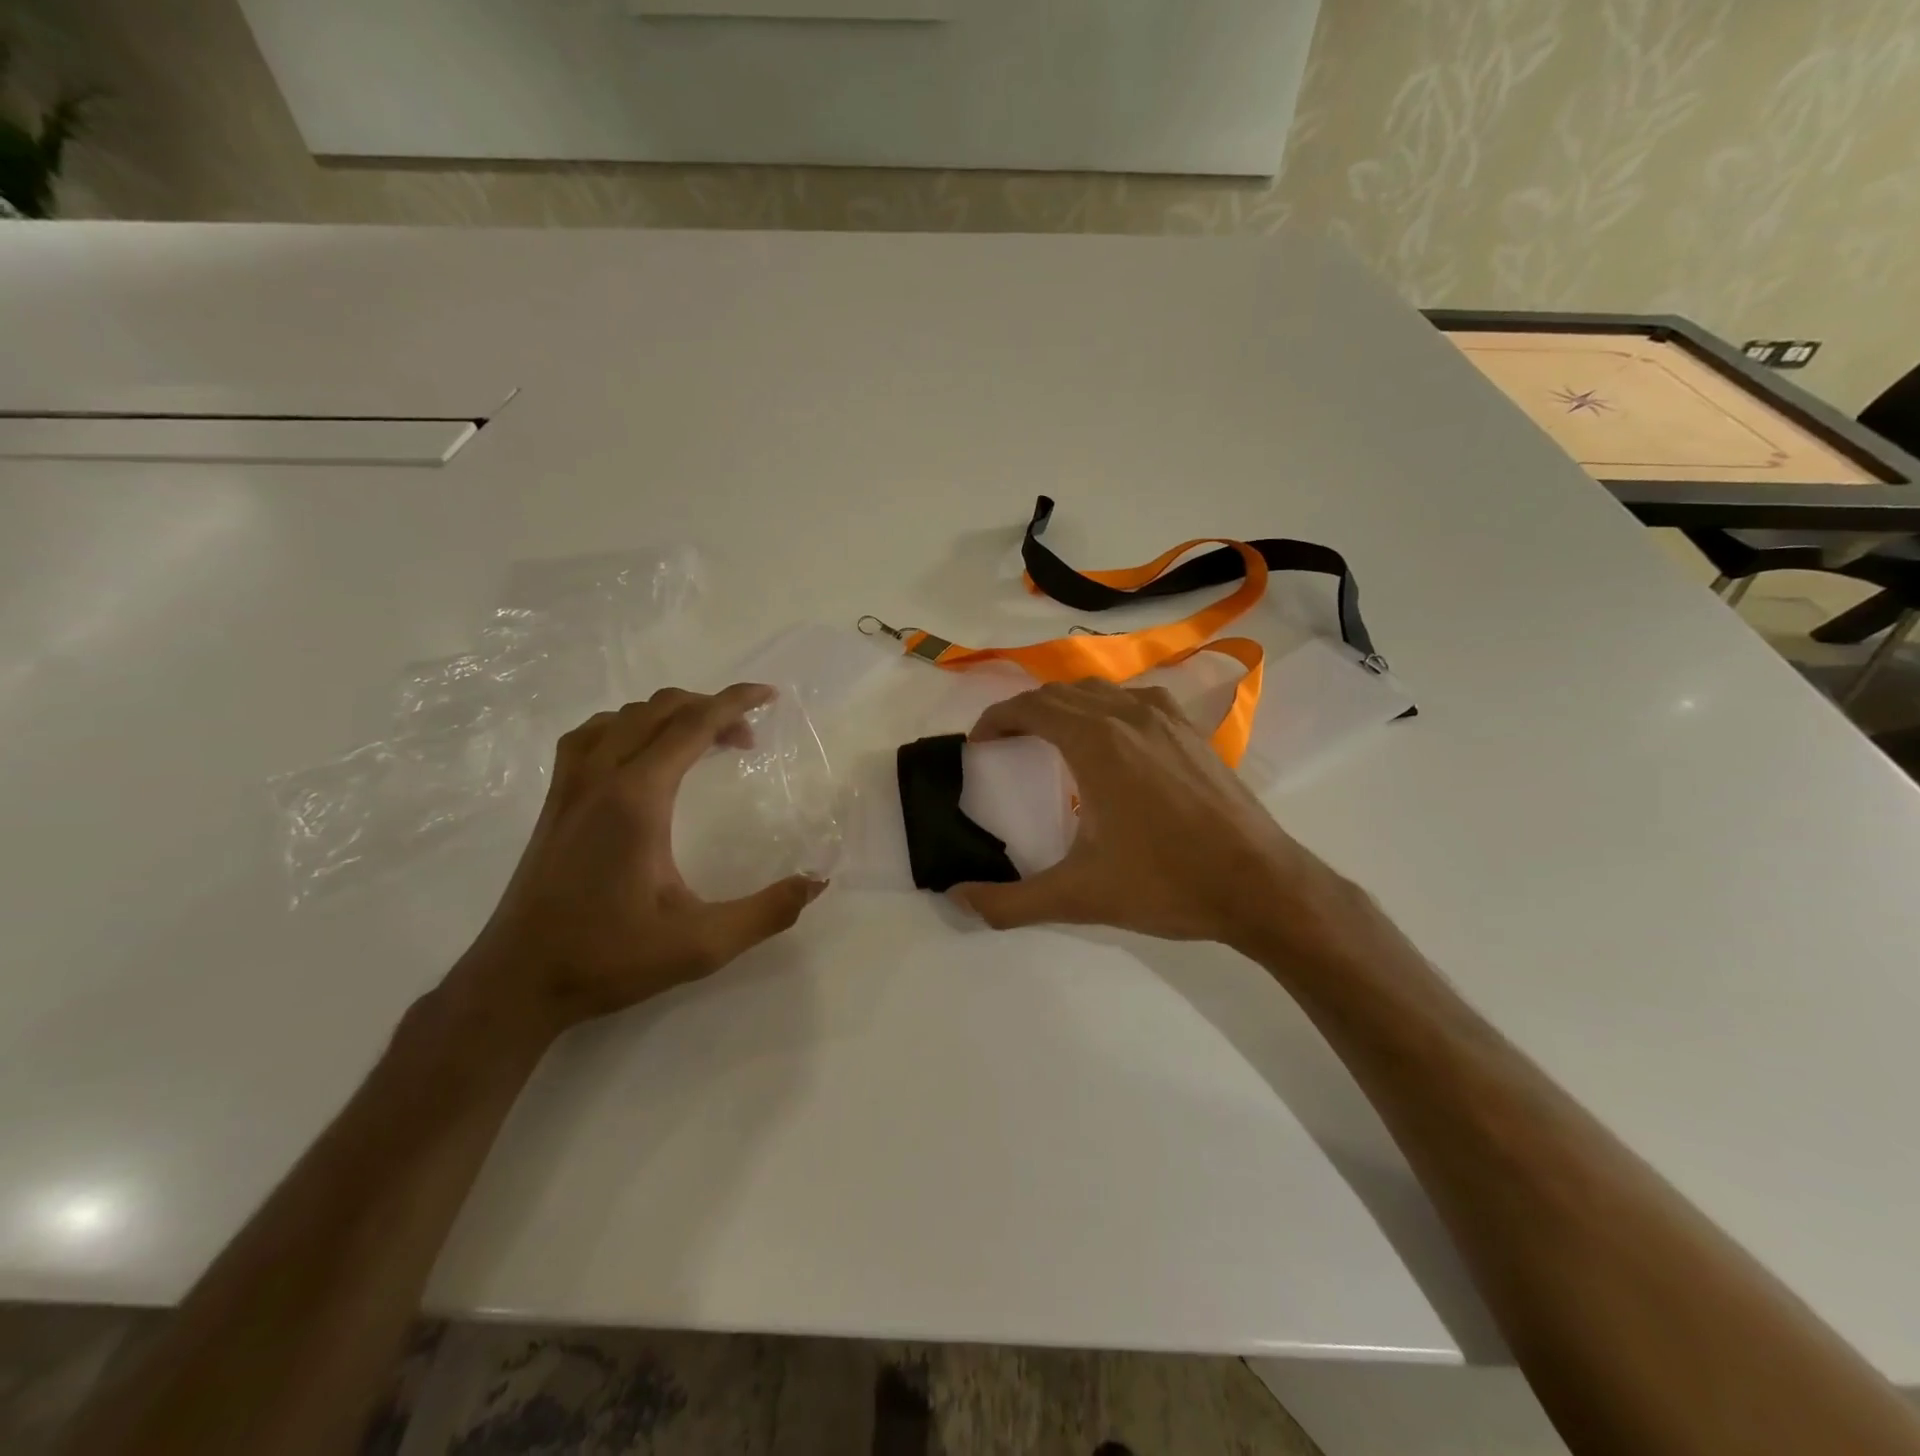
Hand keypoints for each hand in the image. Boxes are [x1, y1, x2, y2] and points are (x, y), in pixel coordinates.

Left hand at [446, 684, 827, 1041]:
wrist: (516, 982)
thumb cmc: (608, 957)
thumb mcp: (701, 944)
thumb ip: (766, 913)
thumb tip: (816, 882)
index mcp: (637, 799)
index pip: (692, 724)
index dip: (735, 702)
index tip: (770, 695)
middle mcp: (600, 778)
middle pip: (659, 710)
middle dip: (710, 708)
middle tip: (747, 738)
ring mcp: (570, 787)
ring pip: (622, 717)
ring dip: (669, 714)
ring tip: (701, 741)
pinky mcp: (554, 803)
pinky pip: (592, 736)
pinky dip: (627, 727)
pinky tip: (640, 755)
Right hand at [948, 680, 1370, 958]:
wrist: (1260, 885)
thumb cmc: (1166, 883)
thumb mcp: (1079, 897)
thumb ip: (1011, 902)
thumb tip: (958, 900)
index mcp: (1096, 741)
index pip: (1031, 707)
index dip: (996, 719)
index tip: (979, 743)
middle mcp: (1129, 714)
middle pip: (1061, 693)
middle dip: (1026, 711)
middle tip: (1007, 744)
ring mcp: (1167, 718)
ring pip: (1101, 691)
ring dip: (1067, 705)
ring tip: (1052, 738)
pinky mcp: (1193, 732)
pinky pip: (1137, 700)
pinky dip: (1108, 708)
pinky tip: (1114, 741)